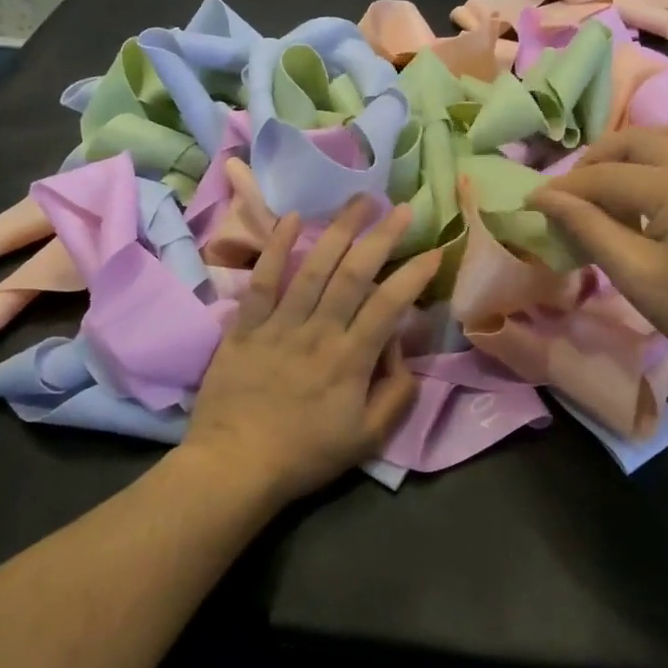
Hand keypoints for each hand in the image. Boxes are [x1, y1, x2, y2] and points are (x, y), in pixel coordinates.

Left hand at [184, 197, 443, 504]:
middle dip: (381, 237)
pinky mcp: (245, 326)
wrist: (233, 466)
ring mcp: (278, 324)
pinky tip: (292, 218)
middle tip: (402, 208)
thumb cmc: (305, 455)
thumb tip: (400, 350)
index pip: (388, 305)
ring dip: (338, 230)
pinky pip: (262, 280)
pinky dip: (275, 247)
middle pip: (354, 274)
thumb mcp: (368, 438)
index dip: (414, 275)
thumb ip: (396, 394)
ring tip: (359, 201)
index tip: (434, 250)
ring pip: (313, 267)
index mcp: (350, 359)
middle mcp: (318, 331)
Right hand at [527, 123, 667, 394]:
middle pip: (636, 141)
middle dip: (595, 161)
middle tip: (570, 193)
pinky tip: (659, 184)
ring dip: (635, 148)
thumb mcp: (637, 275)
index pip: (604, 176)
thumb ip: (590, 229)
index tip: (531, 203)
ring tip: (614, 178)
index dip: (563, 189)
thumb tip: (546, 199)